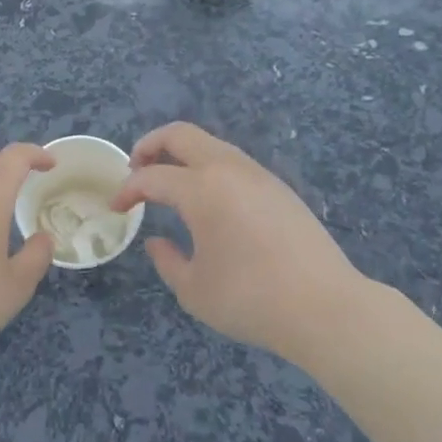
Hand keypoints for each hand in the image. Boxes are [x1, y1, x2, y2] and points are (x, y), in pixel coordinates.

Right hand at [112, 122, 363, 360]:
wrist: (325, 307)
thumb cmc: (251, 300)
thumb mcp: (194, 291)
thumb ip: (167, 261)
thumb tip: (156, 241)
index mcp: (201, 189)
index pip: (152, 177)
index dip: (128, 189)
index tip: (117, 207)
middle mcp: (228, 169)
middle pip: (180, 134)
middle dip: (150, 144)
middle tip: (135, 167)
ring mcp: (257, 174)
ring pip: (210, 143)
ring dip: (182, 153)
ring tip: (170, 181)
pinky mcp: (278, 187)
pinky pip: (233, 161)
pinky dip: (208, 166)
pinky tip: (208, 197)